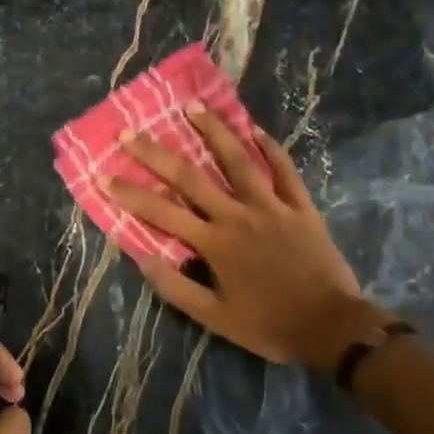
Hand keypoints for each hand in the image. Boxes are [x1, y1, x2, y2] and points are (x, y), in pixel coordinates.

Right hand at [107, 106, 392, 368]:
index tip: (103, 176)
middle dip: (156, 154)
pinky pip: (285, 170)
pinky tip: (255, 129)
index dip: (130, 194)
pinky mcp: (301, 207)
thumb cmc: (269, 325)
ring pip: (239, 161)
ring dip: (213, 131)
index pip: (162, 213)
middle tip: (130, 132)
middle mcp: (238, 215)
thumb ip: (177, 288)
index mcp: (214, 243)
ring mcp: (272, 206)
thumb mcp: (215, 318)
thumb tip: (141, 258)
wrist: (329, 326)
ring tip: (192, 107)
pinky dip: (271, 148)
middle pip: (191, 177)